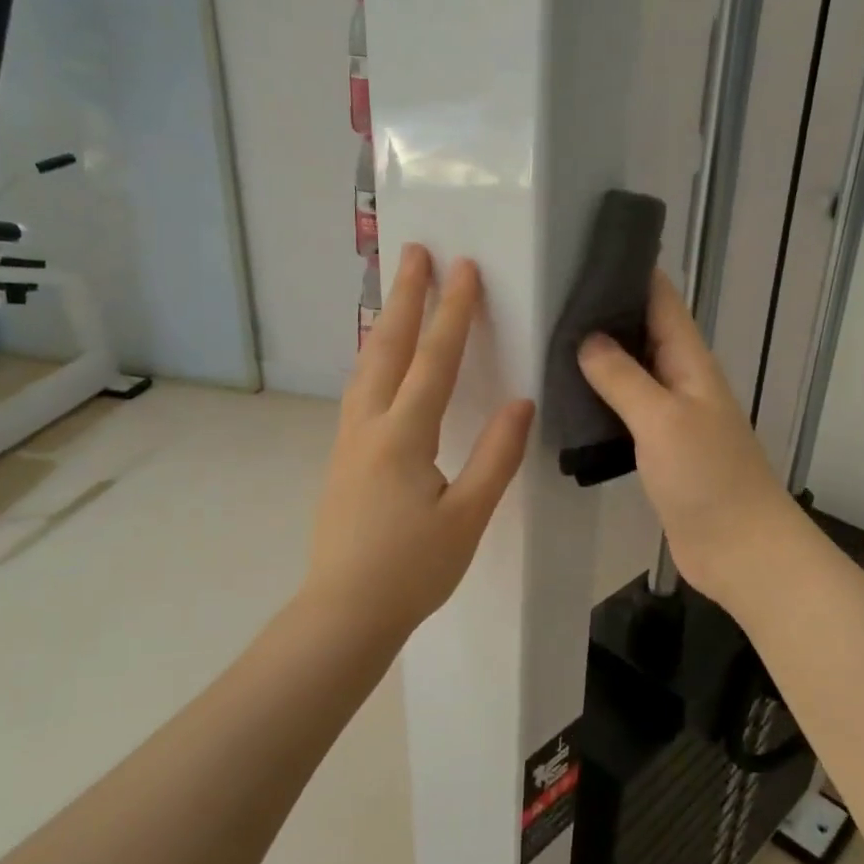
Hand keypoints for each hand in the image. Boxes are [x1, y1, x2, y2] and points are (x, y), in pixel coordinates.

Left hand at [306, 245, 534, 645]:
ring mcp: (348, 441)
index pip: (434, 360)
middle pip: (388, 347)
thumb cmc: (411, 570)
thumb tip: (521, 403)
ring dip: (386, 324)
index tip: (464, 268)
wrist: (344, 612)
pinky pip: (359, 391)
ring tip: (398, 294)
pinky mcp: (342, 458)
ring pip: (366, 367)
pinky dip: (374, 359)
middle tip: (415, 251)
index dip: (453, 312)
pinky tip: (380, 364)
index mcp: (403, 436)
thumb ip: (496, 457)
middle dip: (406, 297)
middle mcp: (369, 426)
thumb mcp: (466, 517)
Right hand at [577, 270, 800, 601]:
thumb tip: (586, 338)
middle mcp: (680, 381)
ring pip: (630, 372)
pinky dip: (599, 398)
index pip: (661, 300)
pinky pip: (625, 411)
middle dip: (604, 311)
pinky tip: (566, 398)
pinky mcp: (657, 449)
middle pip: (642, 332)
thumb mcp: (662, 419)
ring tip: (547, 340)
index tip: (584, 251)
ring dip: (598, 357)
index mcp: (689, 362)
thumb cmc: (707, 477)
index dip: (630, 271)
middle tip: (549, 296)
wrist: (739, 548)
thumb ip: (623, 377)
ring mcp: (669, 416)